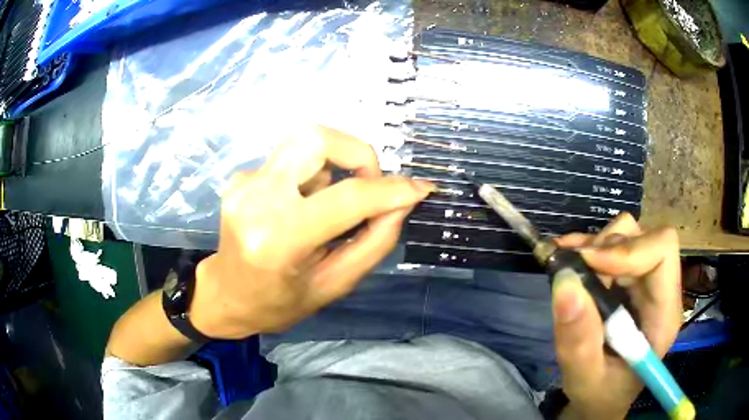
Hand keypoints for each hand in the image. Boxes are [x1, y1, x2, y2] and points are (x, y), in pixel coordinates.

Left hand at [189, 127, 433, 339]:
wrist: (226, 295)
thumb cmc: (280, 303)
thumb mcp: (335, 284)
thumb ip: (374, 242)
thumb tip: (402, 202)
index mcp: (278, 239)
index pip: (347, 197)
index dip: (391, 190)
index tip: (420, 188)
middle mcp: (256, 199)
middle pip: (318, 138)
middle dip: (358, 154)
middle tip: (369, 186)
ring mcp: (243, 182)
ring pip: (305, 142)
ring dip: (333, 166)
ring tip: (328, 206)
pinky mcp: (239, 176)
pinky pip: (290, 159)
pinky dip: (309, 176)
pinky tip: (301, 206)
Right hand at [553, 213, 682, 419]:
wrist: (602, 399)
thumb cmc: (600, 395)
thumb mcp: (585, 379)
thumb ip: (578, 341)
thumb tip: (565, 283)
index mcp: (664, 314)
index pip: (663, 251)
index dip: (628, 248)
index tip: (589, 264)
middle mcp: (660, 289)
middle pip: (643, 238)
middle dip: (605, 248)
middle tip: (572, 270)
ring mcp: (645, 282)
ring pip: (627, 235)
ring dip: (595, 247)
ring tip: (570, 268)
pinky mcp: (630, 281)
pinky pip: (613, 245)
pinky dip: (588, 248)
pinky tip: (569, 259)